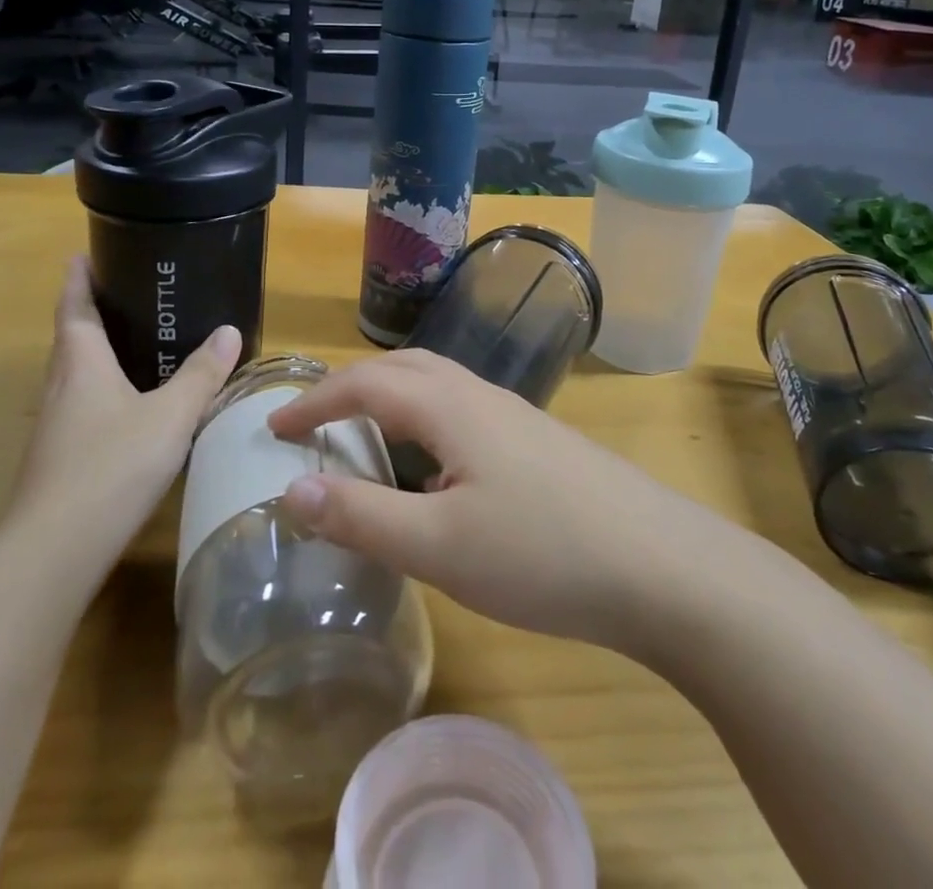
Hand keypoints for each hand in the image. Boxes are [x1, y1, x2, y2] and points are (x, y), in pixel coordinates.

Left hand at [3, 257, 239, 575]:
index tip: (82, 255)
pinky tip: (130, 404)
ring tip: (134, 340)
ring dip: (95, 351)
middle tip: (125, 292)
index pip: (73, 308)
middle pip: (70, 337)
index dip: (77, 279)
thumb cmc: (111, 465)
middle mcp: (61, 386)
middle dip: (89, 312)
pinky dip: (102, 387)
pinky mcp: (60, 456)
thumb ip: (201, 374)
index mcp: (81, 363)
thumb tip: (229, 331)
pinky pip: (82, 403)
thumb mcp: (170, 415)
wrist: (55, 549)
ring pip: (74, 373)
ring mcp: (56, 424)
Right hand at [267, 350, 724, 653]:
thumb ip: (361, 516)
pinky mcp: (536, 442)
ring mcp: (514, 416)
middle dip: (350, 388)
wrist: (659, 564)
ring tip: (364, 440)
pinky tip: (433, 471)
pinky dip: (424, 423)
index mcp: (449, 406)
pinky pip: (461, 412)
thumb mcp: (438, 546)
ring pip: (436, 387)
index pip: (364, 383)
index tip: (273, 428)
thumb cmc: (541, 552)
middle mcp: (479, 395)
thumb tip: (289, 489)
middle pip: (402, 369)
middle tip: (314, 425)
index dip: (313, 401)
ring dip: (390, 400)